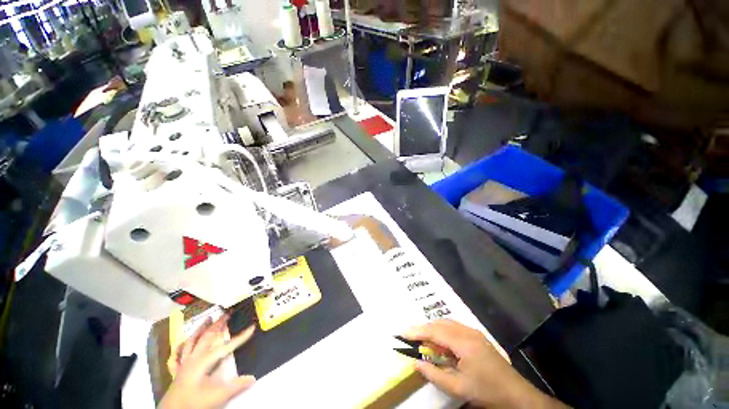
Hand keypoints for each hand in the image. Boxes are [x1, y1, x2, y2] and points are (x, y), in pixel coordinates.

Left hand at [159, 314, 255, 408]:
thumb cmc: (195, 403)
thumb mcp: (218, 396)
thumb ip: (236, 386)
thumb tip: (253, 378)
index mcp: (204, 361)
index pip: (226, 346)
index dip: (240, 337)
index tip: (252, 327)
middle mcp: (193, 358)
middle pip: (207, 337)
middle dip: (218, 324)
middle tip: (227, 313)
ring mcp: (183, 364)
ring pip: (191, 342)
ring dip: (200, 329)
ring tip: (207, 319)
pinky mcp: (176, 372)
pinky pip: (176, 357)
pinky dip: (179, 348)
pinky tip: (183, 343)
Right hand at [404, 319, 567, 408]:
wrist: (516, 395)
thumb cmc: (487, 392)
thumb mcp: (458, 388)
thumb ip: (435, 374)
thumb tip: (416, 362)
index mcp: (463, 342)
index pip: (434, 331)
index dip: (417, 331)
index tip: (402, 333)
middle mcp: (468, 331)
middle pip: (440, 323)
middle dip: (424, 328)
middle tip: (412, 337)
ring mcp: (474, 332)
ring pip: (448, 323)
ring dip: (434, 329)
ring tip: (424, 340)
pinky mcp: (478, 336)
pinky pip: (455, 328)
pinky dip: (443, 331)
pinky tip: (441, 342)